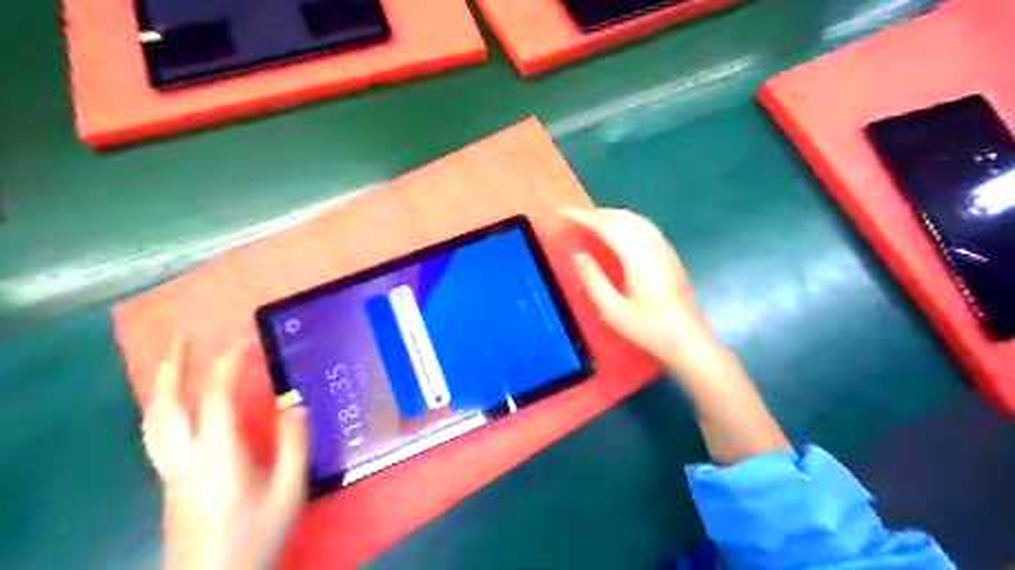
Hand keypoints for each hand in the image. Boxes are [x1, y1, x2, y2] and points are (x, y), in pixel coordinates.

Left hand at [143, 337, 308, 569]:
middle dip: (174, 367)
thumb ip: (294, 444)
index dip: (227, 366)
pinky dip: (161, 409)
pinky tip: (173, 409)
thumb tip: (295, 403)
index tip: (244, 343)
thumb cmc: (256, 535)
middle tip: (182, 337)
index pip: (214, 398)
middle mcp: (186, 458)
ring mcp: (171, 471)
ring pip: (153, 422)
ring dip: (160, 387)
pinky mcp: (169, 483)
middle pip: (166, 406)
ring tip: (171, 364)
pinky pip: (157, 435)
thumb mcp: (289, 490)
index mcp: (218, 455)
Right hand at [564, 206, 711, 364]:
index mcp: (638, 257)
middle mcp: (653, 246)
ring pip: (638, 220)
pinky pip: (647, 228)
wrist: (689, 342)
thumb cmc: (649, 329)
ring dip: (614, 216)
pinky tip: (621, 235)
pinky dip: (628, 223)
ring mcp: (665, 250)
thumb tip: (578, 255)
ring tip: (594, 223)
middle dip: (598, 214)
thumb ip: (593, 280)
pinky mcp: (671, 257)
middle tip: (576, 218)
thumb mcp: (612, 310)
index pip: (607, 226)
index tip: (563, 213)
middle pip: (624, 217)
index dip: (584, 217)